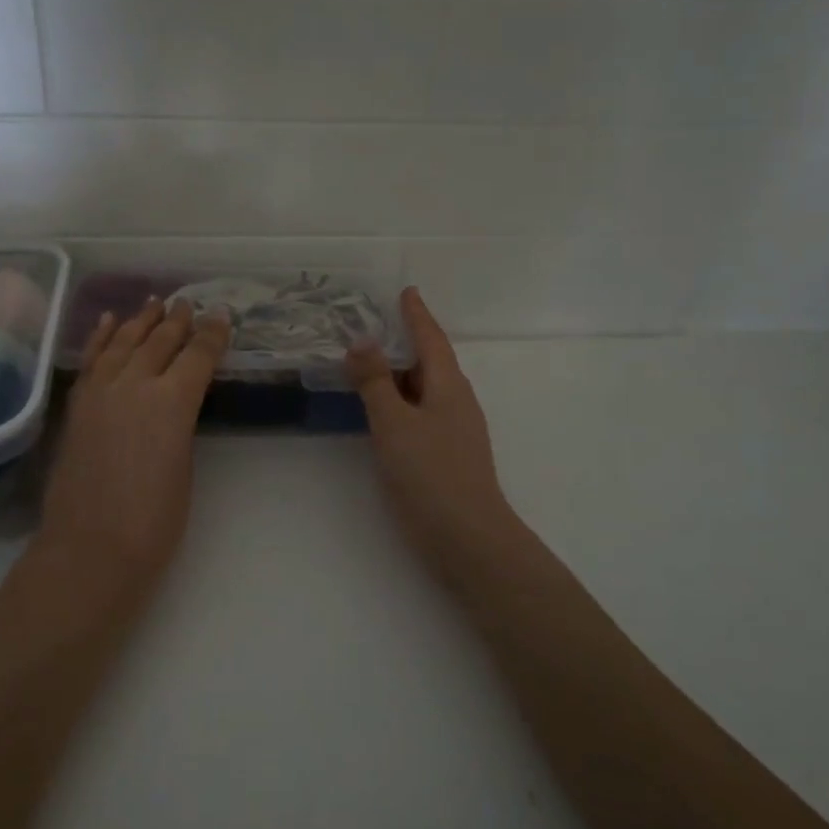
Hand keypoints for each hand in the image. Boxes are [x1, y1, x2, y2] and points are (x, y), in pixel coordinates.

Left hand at [35, 297, 230, 588]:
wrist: (89, 549)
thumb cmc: (153, 522)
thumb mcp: (185, 467)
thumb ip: (179, 425)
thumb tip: (174, 405)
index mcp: (171, 403)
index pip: (197, 356)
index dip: (213, 334)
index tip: (222, 315)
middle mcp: (134, 385)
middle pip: (159, 342)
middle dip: (177, 320)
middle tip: (189, 303)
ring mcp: (100, 392)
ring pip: (123, 342)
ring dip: (141, 321)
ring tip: (154, 302)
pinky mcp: (77, 406)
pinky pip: (92, 360)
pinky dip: (101, 337)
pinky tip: (109, 321)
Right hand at [347, 288, 516, 575]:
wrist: (467, 537)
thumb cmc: (430, 473)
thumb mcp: (394, 422)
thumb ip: (375, 382)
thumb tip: (361, 340)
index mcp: (448, 385)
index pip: (431, 339)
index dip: (416, 315)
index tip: (407, 292)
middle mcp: (456, 401)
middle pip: (429, 361)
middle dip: (405, 342)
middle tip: (374, 326)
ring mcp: (454, 429)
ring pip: (424, 389)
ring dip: (400, 373)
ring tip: (371, 363)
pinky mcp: (447, 454)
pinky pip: (421, 412)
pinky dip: (400, 401)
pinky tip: (383, 411)